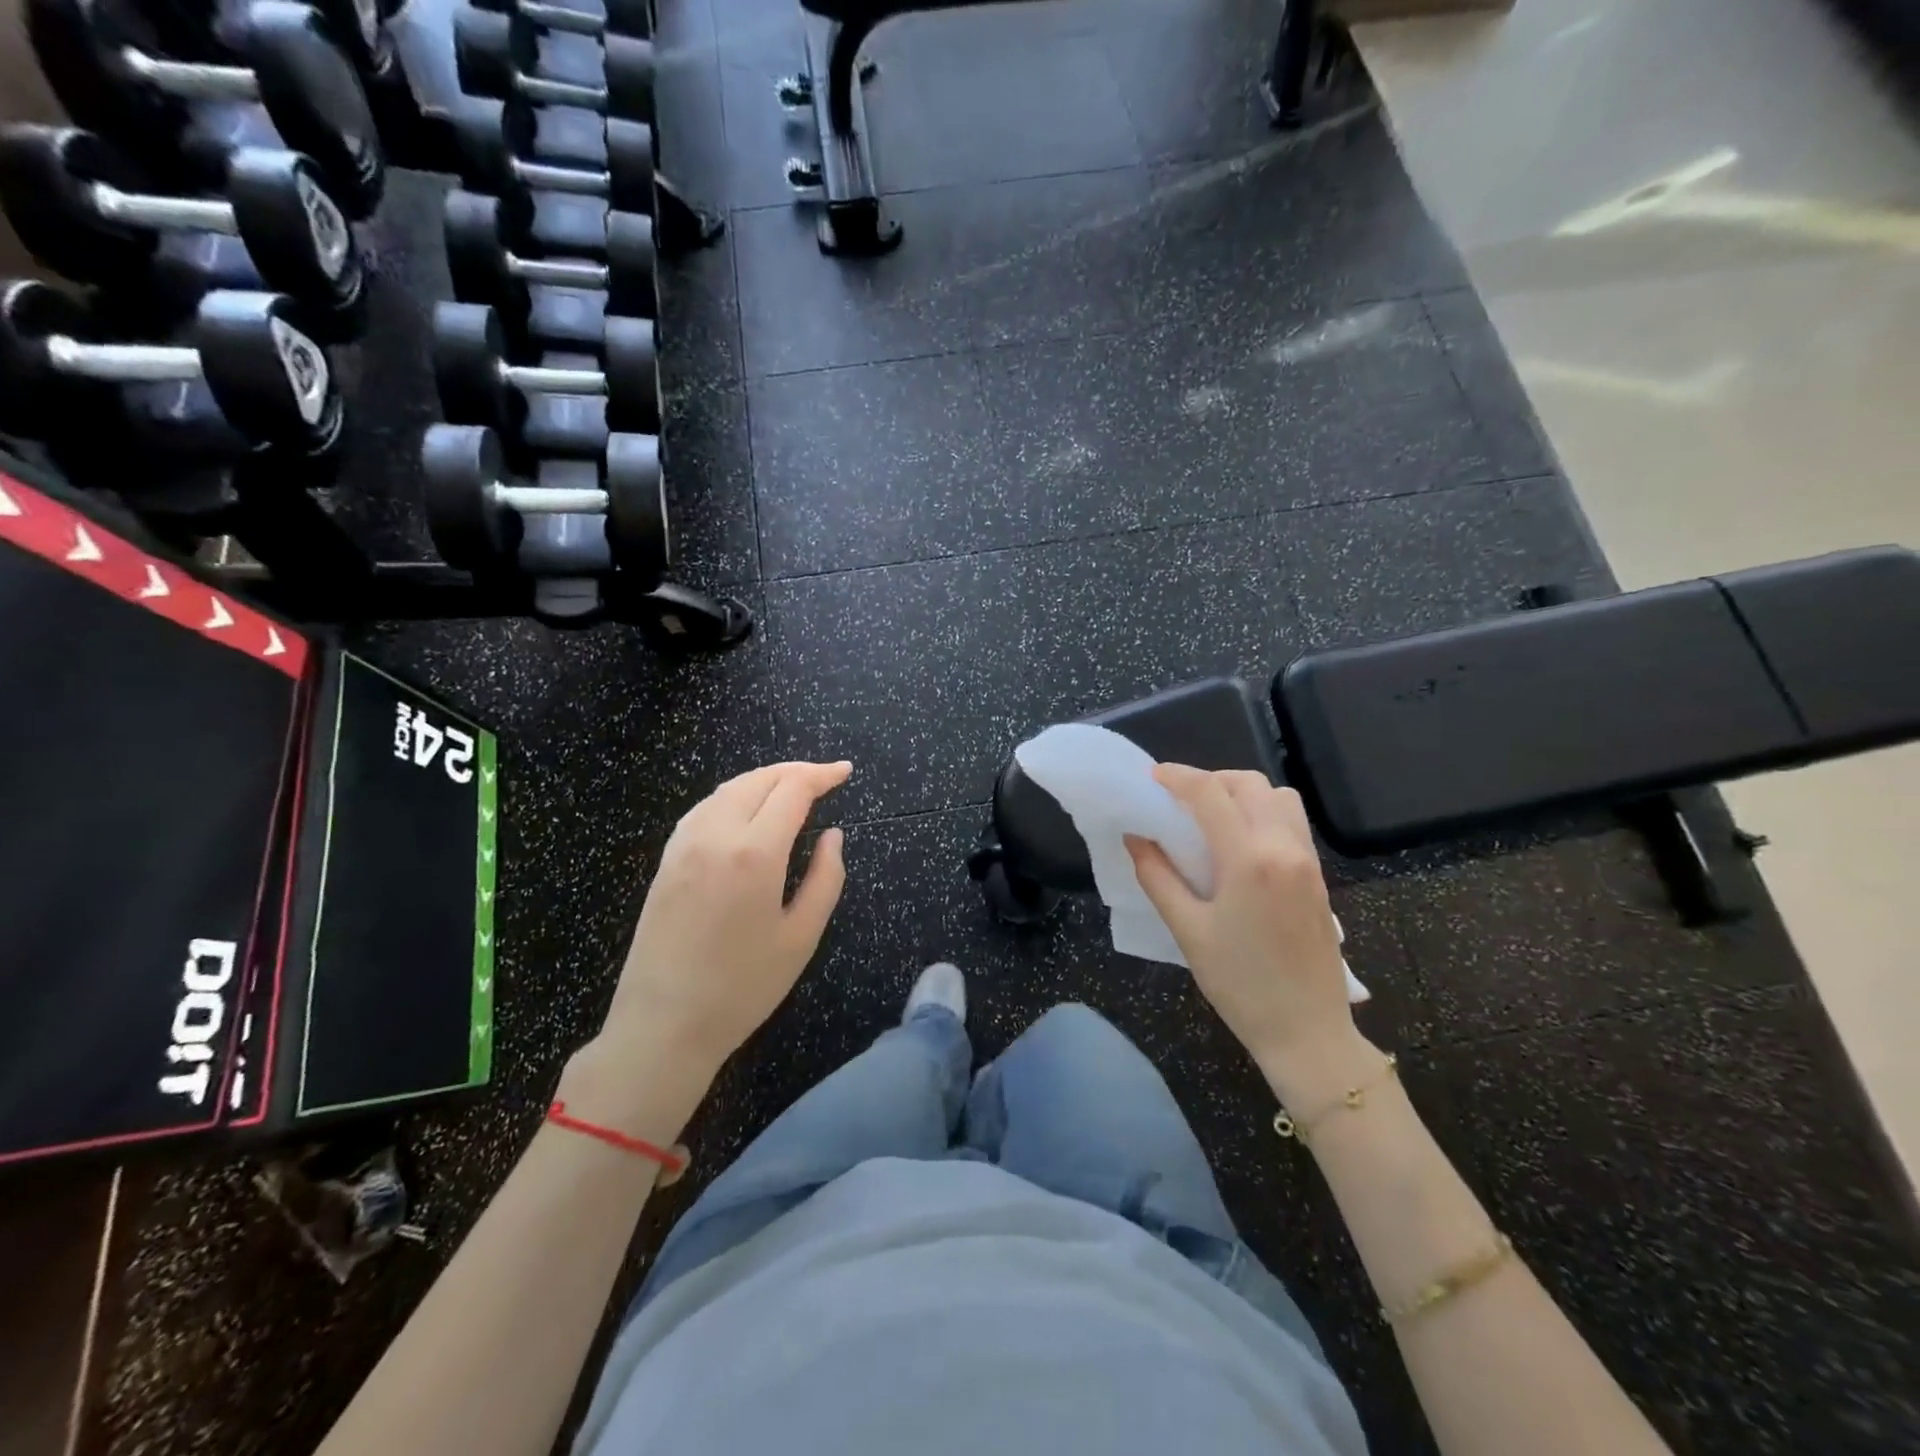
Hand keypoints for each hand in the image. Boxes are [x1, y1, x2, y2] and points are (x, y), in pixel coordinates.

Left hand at [595, 761, 851, 1083]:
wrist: (662, 1026)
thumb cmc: (742, 987)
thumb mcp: (801, 937)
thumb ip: (825, 878)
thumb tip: (833, 836)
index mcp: (754, 852)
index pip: (792, 790)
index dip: (822, 775)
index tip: (845, 771)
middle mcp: (715, 834)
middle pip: (759, 780)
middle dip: (796, 771)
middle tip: (825, 778)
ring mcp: (684, 844)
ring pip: (729, 788)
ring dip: (765, 780)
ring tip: (792, 789)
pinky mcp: (667, 859)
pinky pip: (705, 808)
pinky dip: (735, 795)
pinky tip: (748, 810)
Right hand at [1126, 766, 1369, 1101]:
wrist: (1307, 1032)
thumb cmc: (1239, 984)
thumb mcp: (1187, 930)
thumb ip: (1157, 876)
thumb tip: (1136, 837)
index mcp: (1249, 860)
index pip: (1210, 794)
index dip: (1178, 776)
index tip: (1152, 777)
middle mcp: (1284, 848)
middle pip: (1249, 784)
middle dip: (1211, 780)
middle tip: (1179, 800)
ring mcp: (1307, 861)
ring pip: (1279, 797)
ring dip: (1242, 793)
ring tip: (1212, 817)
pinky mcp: (1318, 877)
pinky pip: (1292, 822)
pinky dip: (1263, 813)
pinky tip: (1239, 842)